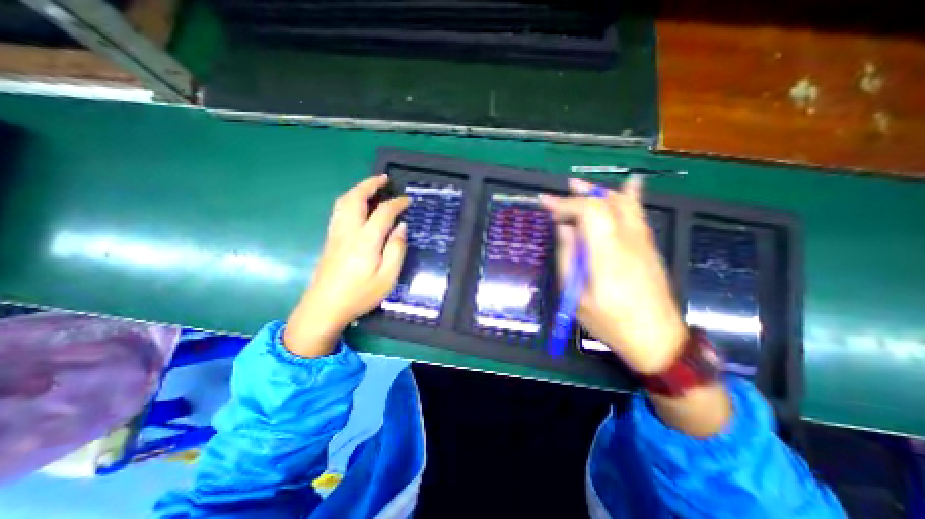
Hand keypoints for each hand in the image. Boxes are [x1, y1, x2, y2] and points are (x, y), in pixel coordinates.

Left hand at [284, 177, 409, 358]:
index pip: (383, 212)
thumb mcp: (387, 278)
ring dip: (357, 189)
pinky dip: (349, 200)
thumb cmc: (360, 295)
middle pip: (356, 197)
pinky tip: (356, 206)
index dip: (397, 203)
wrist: (324, 308)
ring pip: (343, 202)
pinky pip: (338, 210)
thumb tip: (401, 227)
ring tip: (370, 187)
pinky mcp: (330, 239)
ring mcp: (335, 233)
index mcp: (366, 240)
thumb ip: (396, 250)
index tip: (407, 200)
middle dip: (370, 184)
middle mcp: (348, 231)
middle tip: (384, 179)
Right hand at [544, 179, 685, 372]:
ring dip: (599, 191)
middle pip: (606, 203)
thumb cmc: (611, 323)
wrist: (658, 339)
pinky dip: (628, 195)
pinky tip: (627, 185)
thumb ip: (569, 259)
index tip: (545, 203)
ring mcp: (643, 242)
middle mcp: (628, 241)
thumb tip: (565, 229)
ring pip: (624, 203)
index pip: (589, 213)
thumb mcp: (578, 298)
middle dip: (578, 195)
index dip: (565, 204)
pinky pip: (638, 213)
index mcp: (607, 255)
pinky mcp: (649, 247)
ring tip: (579, 186)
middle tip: (558, 194)